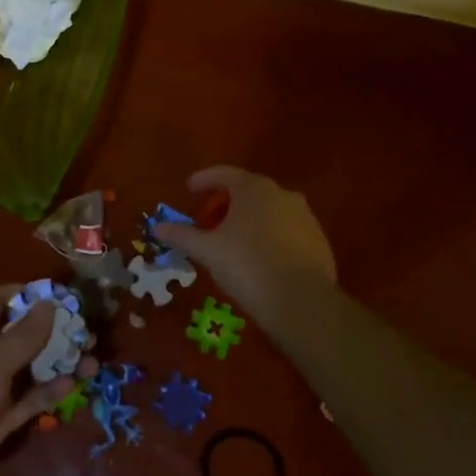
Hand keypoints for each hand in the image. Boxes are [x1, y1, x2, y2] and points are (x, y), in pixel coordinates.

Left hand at [0, 284, 83, 475]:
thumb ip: (24, 335)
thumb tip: (49, 304)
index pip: (0, 300)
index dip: (28, 294)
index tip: (63, 296)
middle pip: (21, 335)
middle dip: (54, 333)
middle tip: (88, 334)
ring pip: (29, 369)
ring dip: (59, 364)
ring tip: (93, 362)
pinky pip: (27, 400)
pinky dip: (48, 393)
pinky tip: (73, 386)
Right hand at [153, 166, 336, 315]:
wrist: (301, 301)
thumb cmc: (247, 265)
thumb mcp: (207, 250)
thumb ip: (182, 235)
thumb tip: (157, 227)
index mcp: (254, 189)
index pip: (224, 174)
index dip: (204, 179)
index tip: (189, 189)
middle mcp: (282, 194)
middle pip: (248, 191)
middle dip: (226, 203)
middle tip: (209, 222)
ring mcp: (305, 217)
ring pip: (269, 211)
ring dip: (249, 220)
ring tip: (233, 242)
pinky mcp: (318, 240)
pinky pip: (286, 231)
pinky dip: (269, 236)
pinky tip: (260, 259)